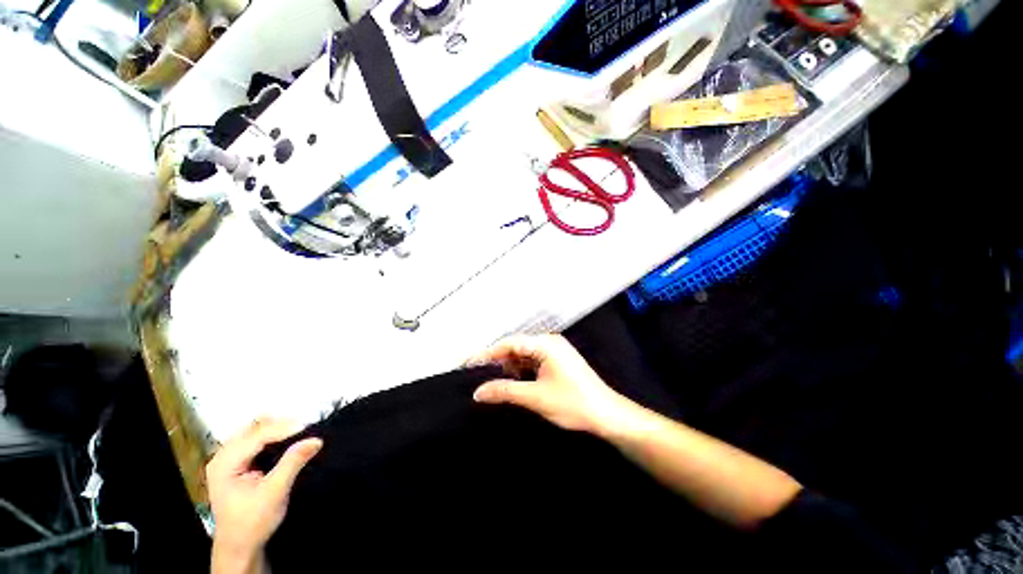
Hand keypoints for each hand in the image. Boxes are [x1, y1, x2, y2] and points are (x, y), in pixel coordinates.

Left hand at [207, 418, 321, 572]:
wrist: (239, 545)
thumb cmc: (253, 521)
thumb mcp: (275, 492)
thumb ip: (293, 462)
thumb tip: (316, 440)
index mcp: (224, 464)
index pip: (256, 436)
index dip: (283, 428)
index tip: (309, 424)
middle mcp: (222, 456)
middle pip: (253, 428)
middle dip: (280, 425)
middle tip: (305, 427)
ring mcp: (227, 459)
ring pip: (254, 431)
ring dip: (277, 429)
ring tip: (299, 431)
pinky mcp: (236, 462)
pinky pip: (255, 440)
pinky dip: (272, 436)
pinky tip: (286, 439)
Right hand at [471, 334, 632, 435]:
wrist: (607, 415)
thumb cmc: (573, 403)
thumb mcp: (535, 397)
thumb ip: (505, 391)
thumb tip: (478, 392)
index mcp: (545, 344)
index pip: (509, 343)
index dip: (487, 353)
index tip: (468, 362)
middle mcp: (549, 342)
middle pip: (516, 347)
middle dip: (499, 361)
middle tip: (479, 375)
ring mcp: (555, 352)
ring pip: (524, 355)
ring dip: (511, 367)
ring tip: (496, 382)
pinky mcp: (557, 362)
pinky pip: (533, 362)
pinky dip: (522, 371)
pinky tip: (515, 382)